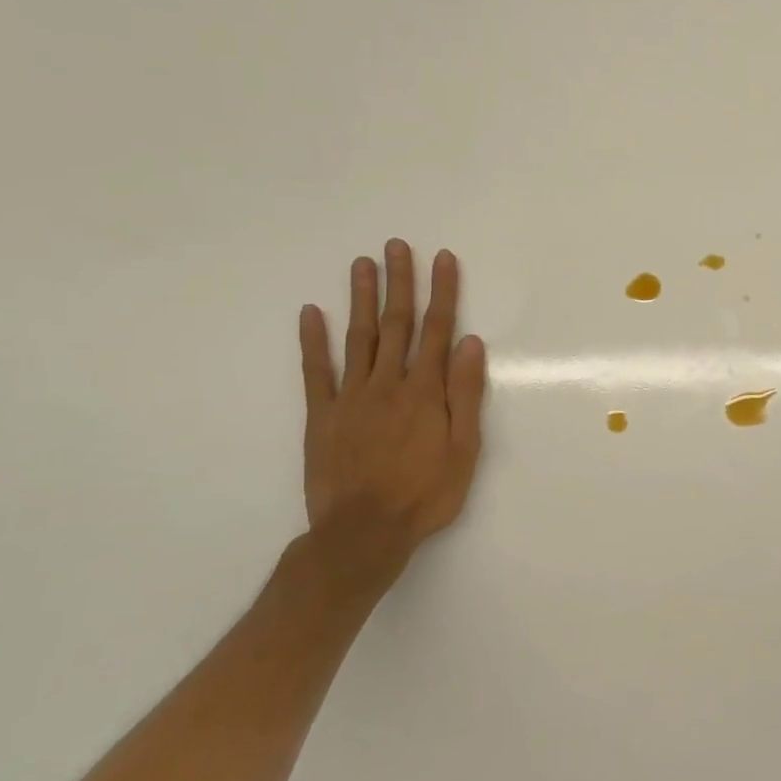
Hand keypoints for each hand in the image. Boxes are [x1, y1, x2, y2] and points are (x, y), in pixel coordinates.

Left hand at [297, 241, 486, 599]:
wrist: (363, 534)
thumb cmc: (425, 494)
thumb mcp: (464, 449)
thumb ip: (465, 394)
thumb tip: (470, 343)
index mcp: (425, 391)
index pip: (437, 330)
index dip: (442, 292)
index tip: (442, 258)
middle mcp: (388, 383)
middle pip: (396, 324)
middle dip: (399, 282)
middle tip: (396, 246)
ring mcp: (351, 397)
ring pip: (358, 338)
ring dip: (360, 298)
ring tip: (362, 264)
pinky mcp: (322, 416)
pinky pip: (316, 372)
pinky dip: (313, 341)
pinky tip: (310, 313)